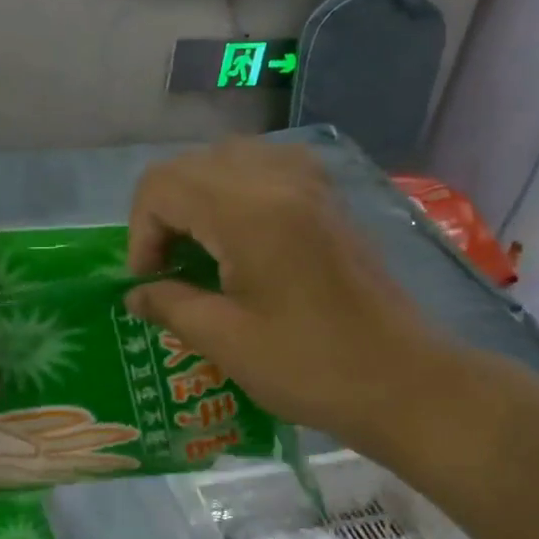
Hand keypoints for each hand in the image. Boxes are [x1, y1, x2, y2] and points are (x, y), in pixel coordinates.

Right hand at [125, 142, 446, 450]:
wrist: (403, 380)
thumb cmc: (311, 367)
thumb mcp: (227, 342)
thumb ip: (171, 305)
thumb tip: (136, 294)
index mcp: (249, 212)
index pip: (162, 185)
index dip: (141, 232)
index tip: (151, 281)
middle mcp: (279, 179)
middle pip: (191, 165)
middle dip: (164, 213)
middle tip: (170, 268)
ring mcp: (311, 183)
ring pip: (228, 158)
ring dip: (199, 197)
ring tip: (202, 248)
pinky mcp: (329, 197)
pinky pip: (267, 166)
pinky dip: (237, 189)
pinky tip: (242, 233)